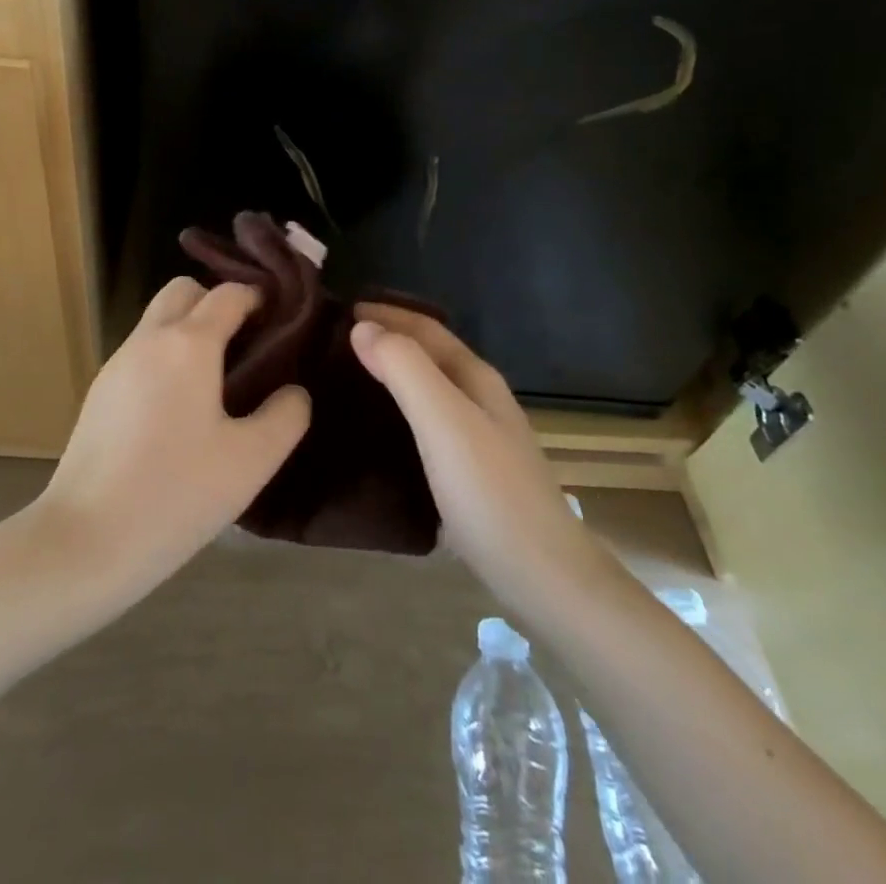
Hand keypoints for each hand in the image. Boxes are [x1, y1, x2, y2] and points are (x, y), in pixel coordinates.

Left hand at [36, 278, 310, 599]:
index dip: (258, 298)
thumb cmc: (176, 493)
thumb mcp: (251, 460)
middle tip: (246, 344)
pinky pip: (141, 353)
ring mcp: (117, 363)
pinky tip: (180, 409)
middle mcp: (149, 339)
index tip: (281, 320)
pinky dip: (166, 358)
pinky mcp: (99, 392)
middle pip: (183, 291)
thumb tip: (293, 391)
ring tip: (219, 380)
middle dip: (216, 303)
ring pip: (158, 321)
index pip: (228, 294)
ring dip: (189, 330)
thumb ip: (285, 416)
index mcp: (188, 344)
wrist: (84, 539)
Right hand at [352, 305, 588, 606]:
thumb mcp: (442, 421)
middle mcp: (482, 400)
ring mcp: (483, 437)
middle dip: (391, 338)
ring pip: (431, 388)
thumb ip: (404, 369)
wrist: (544, 576)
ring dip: (396, 372)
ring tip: (354, 376)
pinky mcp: (476, 472)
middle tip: (341, 340)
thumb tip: (362, 326)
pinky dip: (402, 409)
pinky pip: (430, 422)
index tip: (344, 309)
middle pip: (431, 354)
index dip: (388, 313)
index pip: (427, 329)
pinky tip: (384, 429)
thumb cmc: (489, 492)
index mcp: (476, 378)